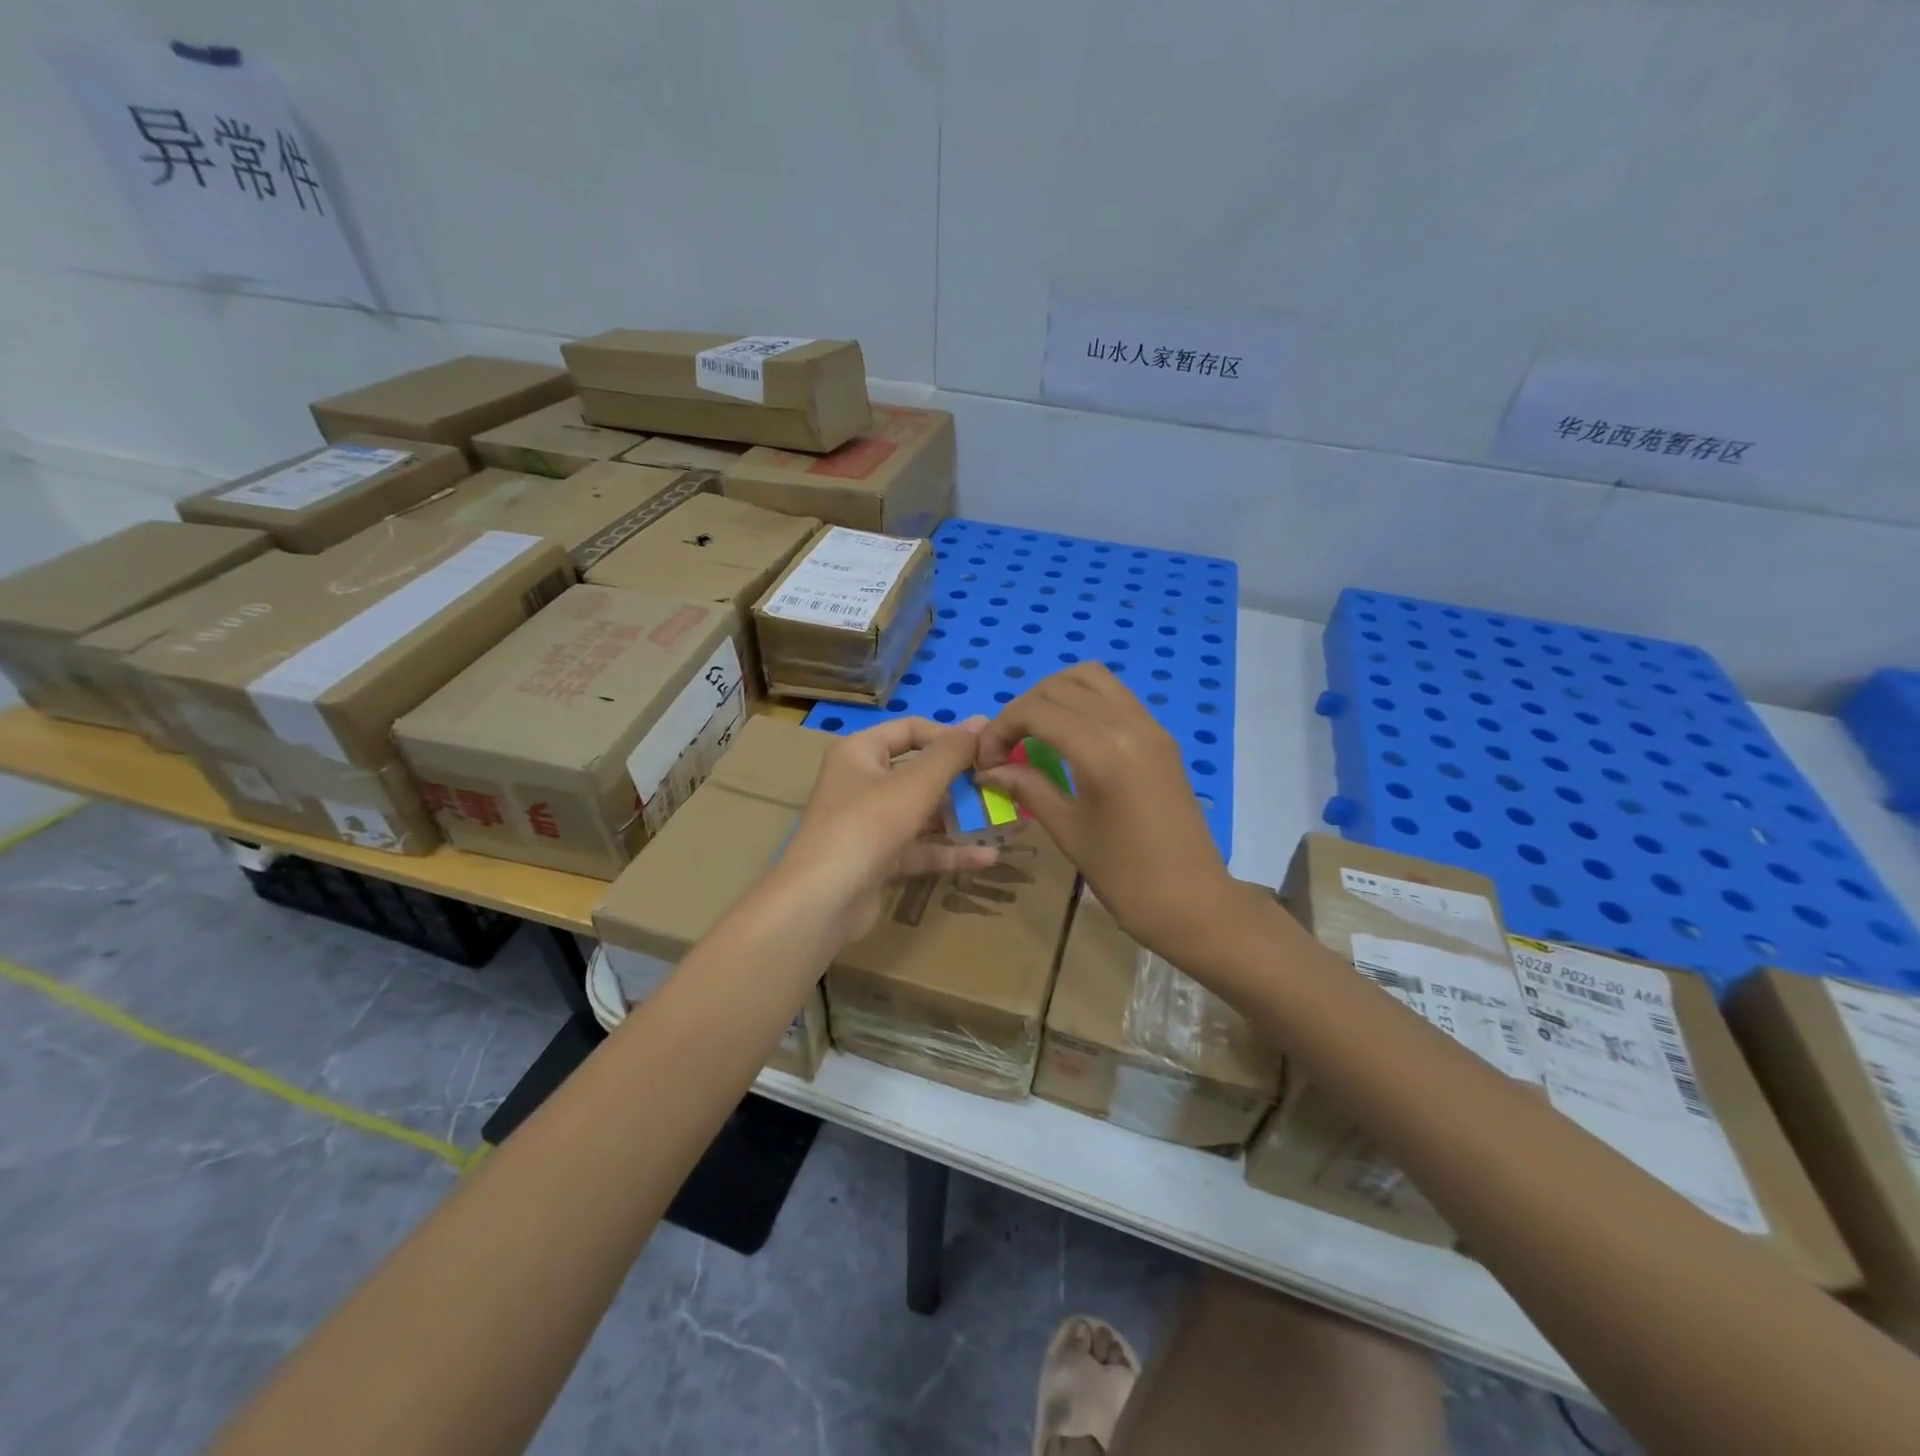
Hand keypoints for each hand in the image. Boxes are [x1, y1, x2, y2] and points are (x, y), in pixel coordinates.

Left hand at [775, 717, 998, 945]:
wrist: (824, 900)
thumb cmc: (868, 824)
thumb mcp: (916, 783)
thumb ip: (951, 753)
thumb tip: (981, 722)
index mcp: (861, 752)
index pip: (911, 730)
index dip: (949, 736)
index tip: (988, 750)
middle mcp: (863, 782)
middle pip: (920, 772)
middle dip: (962, 781)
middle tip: (1004, 785)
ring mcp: (871, 823)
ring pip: (924, 813)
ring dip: (962, 817)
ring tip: (1008, 820)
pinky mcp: (880, 859)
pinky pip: (921, 847)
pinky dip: (950, 850)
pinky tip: (989, 856)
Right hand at [975, 665, 1240, 964]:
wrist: (1193, 900)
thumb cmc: (1124, 875)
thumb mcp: (1067, 829)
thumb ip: (1027, 787)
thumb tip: (989, 770)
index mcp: (1102, 749)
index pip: (1036, 710)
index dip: (1000, 728)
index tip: (986, 761)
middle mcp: (1128, 723)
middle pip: (1060, 685)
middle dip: (1023, 709)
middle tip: (1006, 748)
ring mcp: (1150, 725)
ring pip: (1091, 677)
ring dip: (1054, 694)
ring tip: (1035, 732)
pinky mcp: (1161, 736)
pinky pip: (1115, 696)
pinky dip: (1082, 701)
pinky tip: (1068, 737)